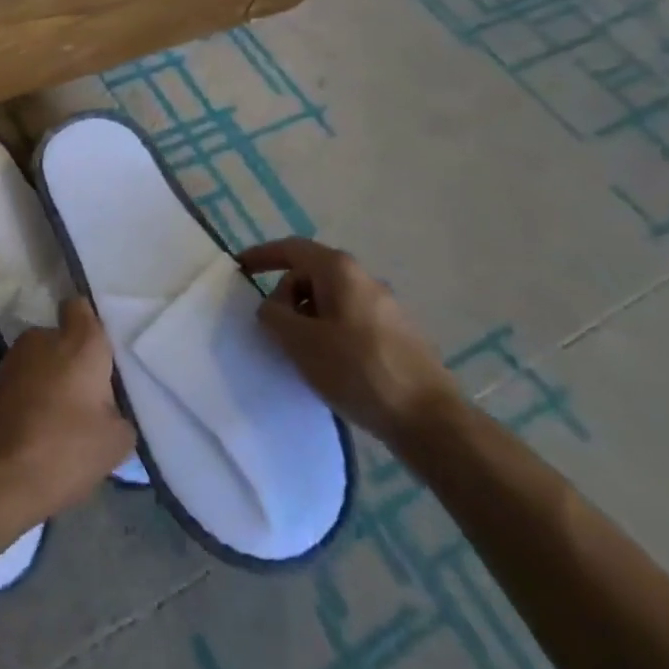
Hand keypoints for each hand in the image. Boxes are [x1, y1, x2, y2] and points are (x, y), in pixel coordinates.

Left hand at [0, 298, 135, 526]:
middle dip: (76, 364)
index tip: (104, 354)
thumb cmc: (62, 449)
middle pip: (64, 340)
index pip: (82, 308)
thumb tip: (107, 409)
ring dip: (53, 384)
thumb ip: (119, 413)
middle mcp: (42, 338)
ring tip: (66, 426)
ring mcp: (12, 359)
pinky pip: (25, 384)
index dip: (91, 326)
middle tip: (92, 402)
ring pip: (43, 363)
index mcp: (78, 341)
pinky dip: (33, 401)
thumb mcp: (116, 442)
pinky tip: (42, 436)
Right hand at [241, 237, 461, 448]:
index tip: (239, 269)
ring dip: (307, 318)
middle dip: (285, 296)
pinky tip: (329, 365)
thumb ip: (274, 315)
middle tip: (273, 329)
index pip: (291, 249)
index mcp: (339, 270)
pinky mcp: (397, 334)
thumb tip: (272, 307)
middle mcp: (364, 279)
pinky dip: (329, 332)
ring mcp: (385, 307)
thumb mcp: (300, 341)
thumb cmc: (358, 370)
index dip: (262, 256)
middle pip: (310, 274)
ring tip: (300, 353)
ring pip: (330, 300)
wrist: (430, 419)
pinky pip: (349, 320)